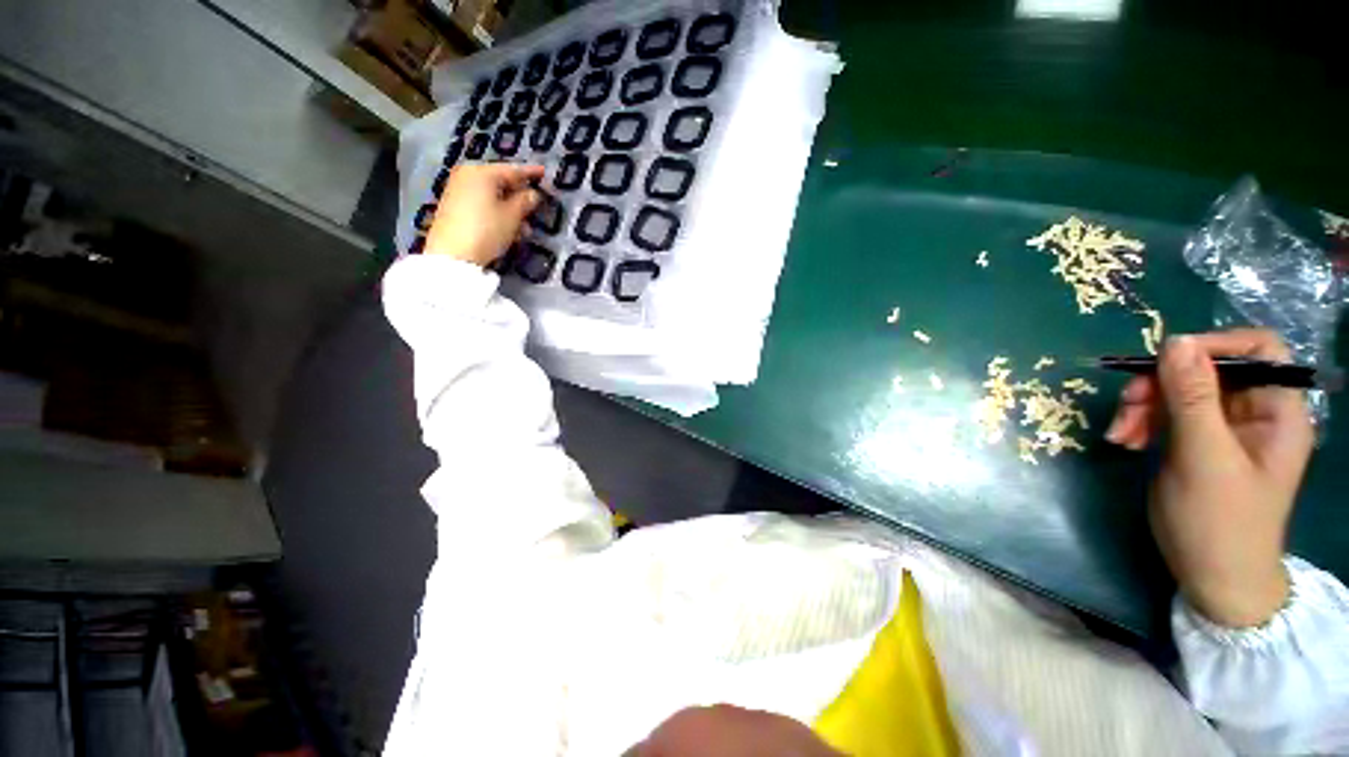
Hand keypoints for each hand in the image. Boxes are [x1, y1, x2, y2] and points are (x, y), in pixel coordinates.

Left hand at [425, 163, 544, 265]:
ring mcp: (458, 191)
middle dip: (519, 195)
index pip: (512, 170)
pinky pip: (482, 204)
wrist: (452, 254)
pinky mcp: (454, 207)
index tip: (544, 173)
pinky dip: (497, 212)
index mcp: (481, 172)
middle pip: (500, 181)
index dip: (530, 173)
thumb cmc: (486, 230)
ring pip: (492, 195)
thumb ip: (525, 201)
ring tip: (525, 227)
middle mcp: (467, 176)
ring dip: (511, 209)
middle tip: (536, 206)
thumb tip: (533, 194)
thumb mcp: (512, 216)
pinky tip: (508, 228)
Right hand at [1105, 329, 1313, 626]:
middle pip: (1207, 370)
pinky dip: (1142, 422)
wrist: (1212, 578)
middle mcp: (1253, 412)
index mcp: (1276, 411)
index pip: (1257, 350)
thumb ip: (1192, 398)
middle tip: (1126, 409)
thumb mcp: (1204, 458)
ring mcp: (1224, 429)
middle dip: (1161, 384)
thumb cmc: (1220, 523)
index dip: (1214, 345)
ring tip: (1119, 435)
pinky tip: (1125, 441)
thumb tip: (1175, 341)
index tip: (1164, 362)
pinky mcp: (1196, 443)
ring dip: (1143, 406)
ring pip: (1179, 391)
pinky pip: (1166, 414)